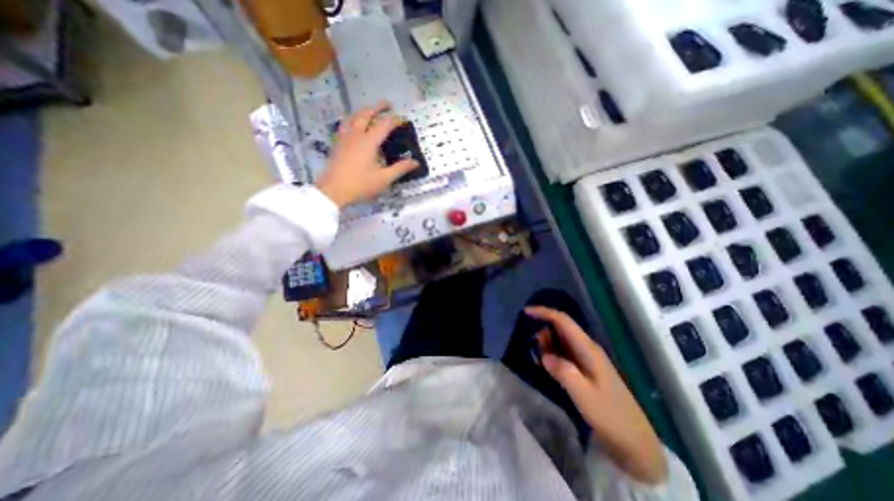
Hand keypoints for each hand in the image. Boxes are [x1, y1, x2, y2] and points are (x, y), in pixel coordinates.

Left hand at [317, 102, 423, 207]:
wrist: (333, 190)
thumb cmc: (360, 184)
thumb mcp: (384, 179)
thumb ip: (400, 169)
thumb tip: (415, 162)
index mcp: (369, 142)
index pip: (384, 124)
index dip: (395, 120)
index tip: (404, 120)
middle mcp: (356, 134)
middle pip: (366, 113)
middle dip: (378, 107)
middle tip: (388, 105)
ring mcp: (344, 137)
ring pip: (353, 116)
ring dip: (364, 110)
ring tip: (371, 111)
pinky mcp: (337, 143)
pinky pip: (345, 124)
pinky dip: (352, 119)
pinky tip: (354, 125)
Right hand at [525, 304, 666, 484]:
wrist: (635, 441)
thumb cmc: (610, 415)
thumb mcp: (583, 395)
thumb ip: (563, 371)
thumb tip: (544, 355)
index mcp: (588, 348)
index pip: (563, 320)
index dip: (544, 312)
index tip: (525, 312)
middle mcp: (587, 348)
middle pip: (561, 328)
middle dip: (543, 330)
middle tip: (530, 345)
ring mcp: (586, 358)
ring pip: (561, 340)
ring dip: (546, 344)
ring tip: (538, 359)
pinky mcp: (585, 368)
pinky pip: (563, 353)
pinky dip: (552, 354)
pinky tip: (546, 366)